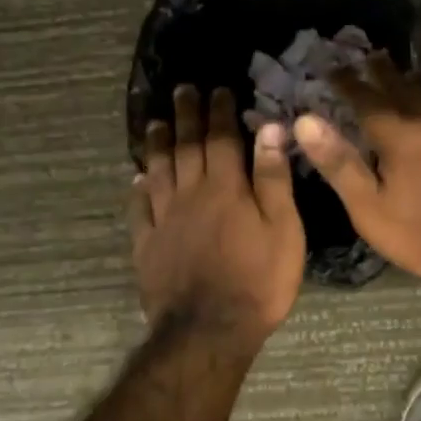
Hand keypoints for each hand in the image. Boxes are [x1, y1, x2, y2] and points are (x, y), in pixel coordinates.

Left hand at [131, 85, 304, 346]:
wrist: (209, 331)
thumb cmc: (258, 280)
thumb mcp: (283, 228)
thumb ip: (273, 178)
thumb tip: (270, 128)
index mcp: (225, 188)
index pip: (221, 139)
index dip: (219, 112)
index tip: (217, 89)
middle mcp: (190, 194)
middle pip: (185, 147)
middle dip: (185, 116)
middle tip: (181, 91)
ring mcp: (164, 220)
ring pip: (158, 171)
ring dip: (156, 144)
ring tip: (154, 123)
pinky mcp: (147, 246)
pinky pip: (139, 209)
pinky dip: (138, 189)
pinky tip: (137, 178)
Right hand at [293, 54, 420, 286]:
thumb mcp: (370, 207)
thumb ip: (339, 163)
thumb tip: (305, 121)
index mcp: (398, 134)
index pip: (366, 98)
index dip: (347, 82)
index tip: (333, 67)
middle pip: (403, 86)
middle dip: (383, 71)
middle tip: (371, 55)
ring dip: (415, 80)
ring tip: (406, 74)